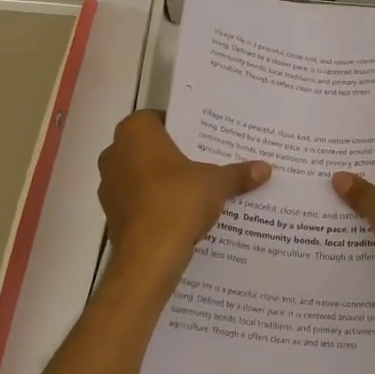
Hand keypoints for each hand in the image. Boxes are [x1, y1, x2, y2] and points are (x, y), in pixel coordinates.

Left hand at [98, 111, 270, 282]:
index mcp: (135, 133)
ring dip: (162, 181)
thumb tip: (265, 168)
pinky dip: (155, 204)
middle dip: (173, 155)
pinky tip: (181, 214)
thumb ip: (237, 173)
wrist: (149, 255)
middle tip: (203, 161)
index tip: (201, 138)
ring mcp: (109, 186)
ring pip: (141, 175)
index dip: (179, 127)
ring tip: (195, 189)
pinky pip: (138, 201)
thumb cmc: (178, 201)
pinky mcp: (112, 215)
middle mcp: (115, 153)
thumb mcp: (216, 183)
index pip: (156, 118)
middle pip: (148, 147)